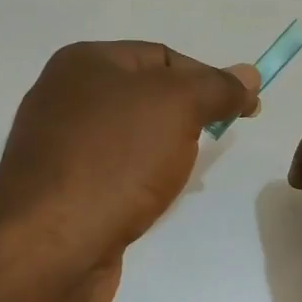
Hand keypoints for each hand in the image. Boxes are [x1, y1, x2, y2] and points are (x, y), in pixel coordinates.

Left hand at [0, 41, 258, 301]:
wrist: (52, 245)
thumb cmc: (116, 159)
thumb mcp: (179, 106)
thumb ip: (217, 87)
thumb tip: (249, 75)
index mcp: (86, 62)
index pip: (163, 56)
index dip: (208, 78)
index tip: (244, 110)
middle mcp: (65, 96)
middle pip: (146, 95)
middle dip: (187, 116)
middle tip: (216, 140)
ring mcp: (59, 146)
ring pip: (132, 137)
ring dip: (165, 152)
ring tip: (184, 176)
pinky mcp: (61, 190)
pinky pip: (115, 173)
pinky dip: (141, 181)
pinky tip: (153, 200)